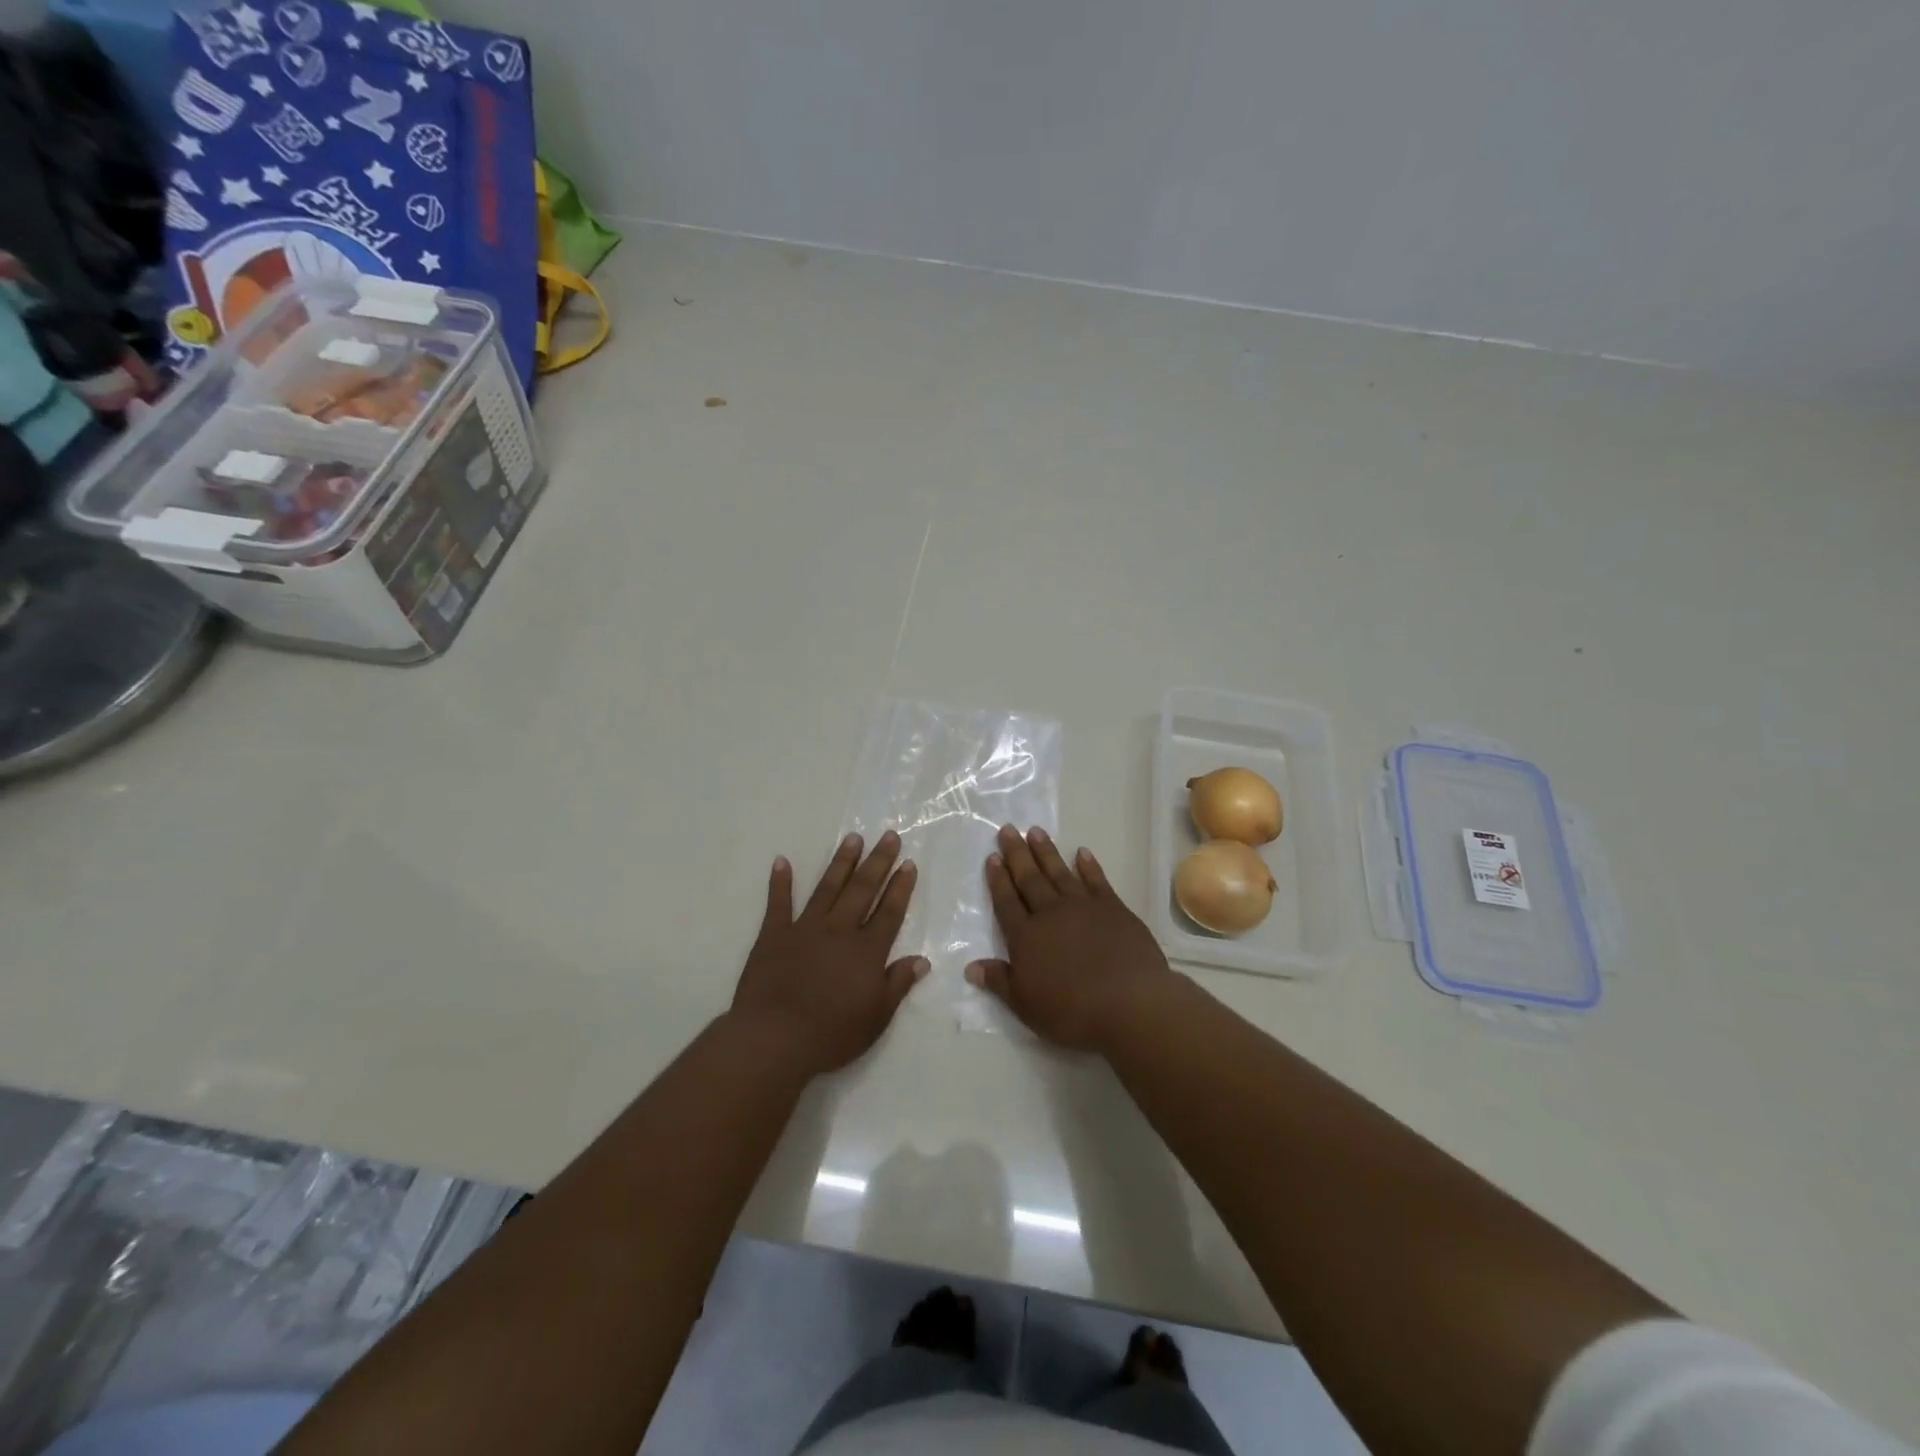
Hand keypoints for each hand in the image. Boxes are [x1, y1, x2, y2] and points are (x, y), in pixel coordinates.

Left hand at [729, 832, 928, 1076]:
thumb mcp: (877, 1017)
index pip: (889, 912)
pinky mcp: (774, 935)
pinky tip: (782, 861)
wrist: (775, 1038)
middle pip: (863, 890)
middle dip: (878, 861)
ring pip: (828, 888)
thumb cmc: (831, 1034)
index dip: (900, 887)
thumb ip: (898, 984)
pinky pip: (778, 903)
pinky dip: (780, 882)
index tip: (908, 863)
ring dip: (841, 862)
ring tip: (853, 838)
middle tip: (888, 835)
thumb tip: (922, 959)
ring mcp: (805, 929)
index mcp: (866, 951)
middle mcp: (839, 931)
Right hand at [965, 825, 1176, 1053]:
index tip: (993, 857)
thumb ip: (999, 982)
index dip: (998, 880)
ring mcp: (1083, 907)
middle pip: (1029, 879)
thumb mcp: (1026, 1005)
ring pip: (1059, 873)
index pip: (1006, 902)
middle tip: (1008, 829)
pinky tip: (1082, 853)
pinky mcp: (1113, 908)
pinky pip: (1096, 880)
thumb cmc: (1072, 1010)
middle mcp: (1050, 914)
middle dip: (1017, 854)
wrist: (1129, 1002)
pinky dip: (1088, 866)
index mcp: (1026, 937)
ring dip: (1046, 851)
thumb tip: (971, 967)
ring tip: (1035, 831)